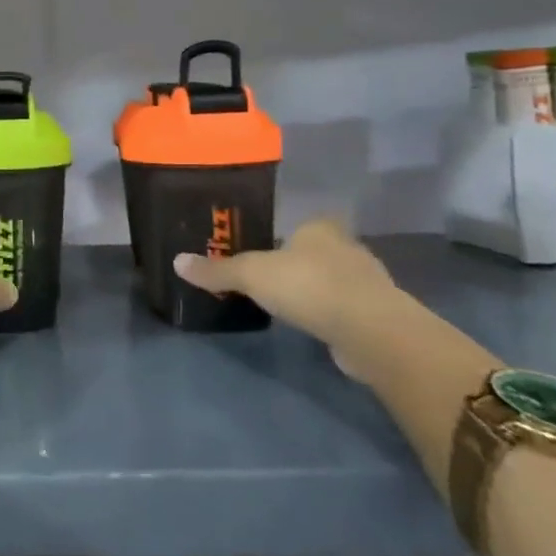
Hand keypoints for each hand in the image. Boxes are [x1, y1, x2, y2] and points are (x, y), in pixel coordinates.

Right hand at [173, 218, 410, 375]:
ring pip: (334, 280)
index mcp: (320, 229)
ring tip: (287, 303)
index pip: (303, 224)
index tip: (266, 248)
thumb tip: (177, 262)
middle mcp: (348, 249)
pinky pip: (346, 309)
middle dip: (298, 262)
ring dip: (316, 290)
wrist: (372, 332)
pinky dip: (330, 315)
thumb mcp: (251, 275)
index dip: (286, 234)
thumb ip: (216, 270)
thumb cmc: (309, 286)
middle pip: (317, 251)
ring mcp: (368, 283)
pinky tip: (313, 325)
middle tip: (270, 276)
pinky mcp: (378, 316)